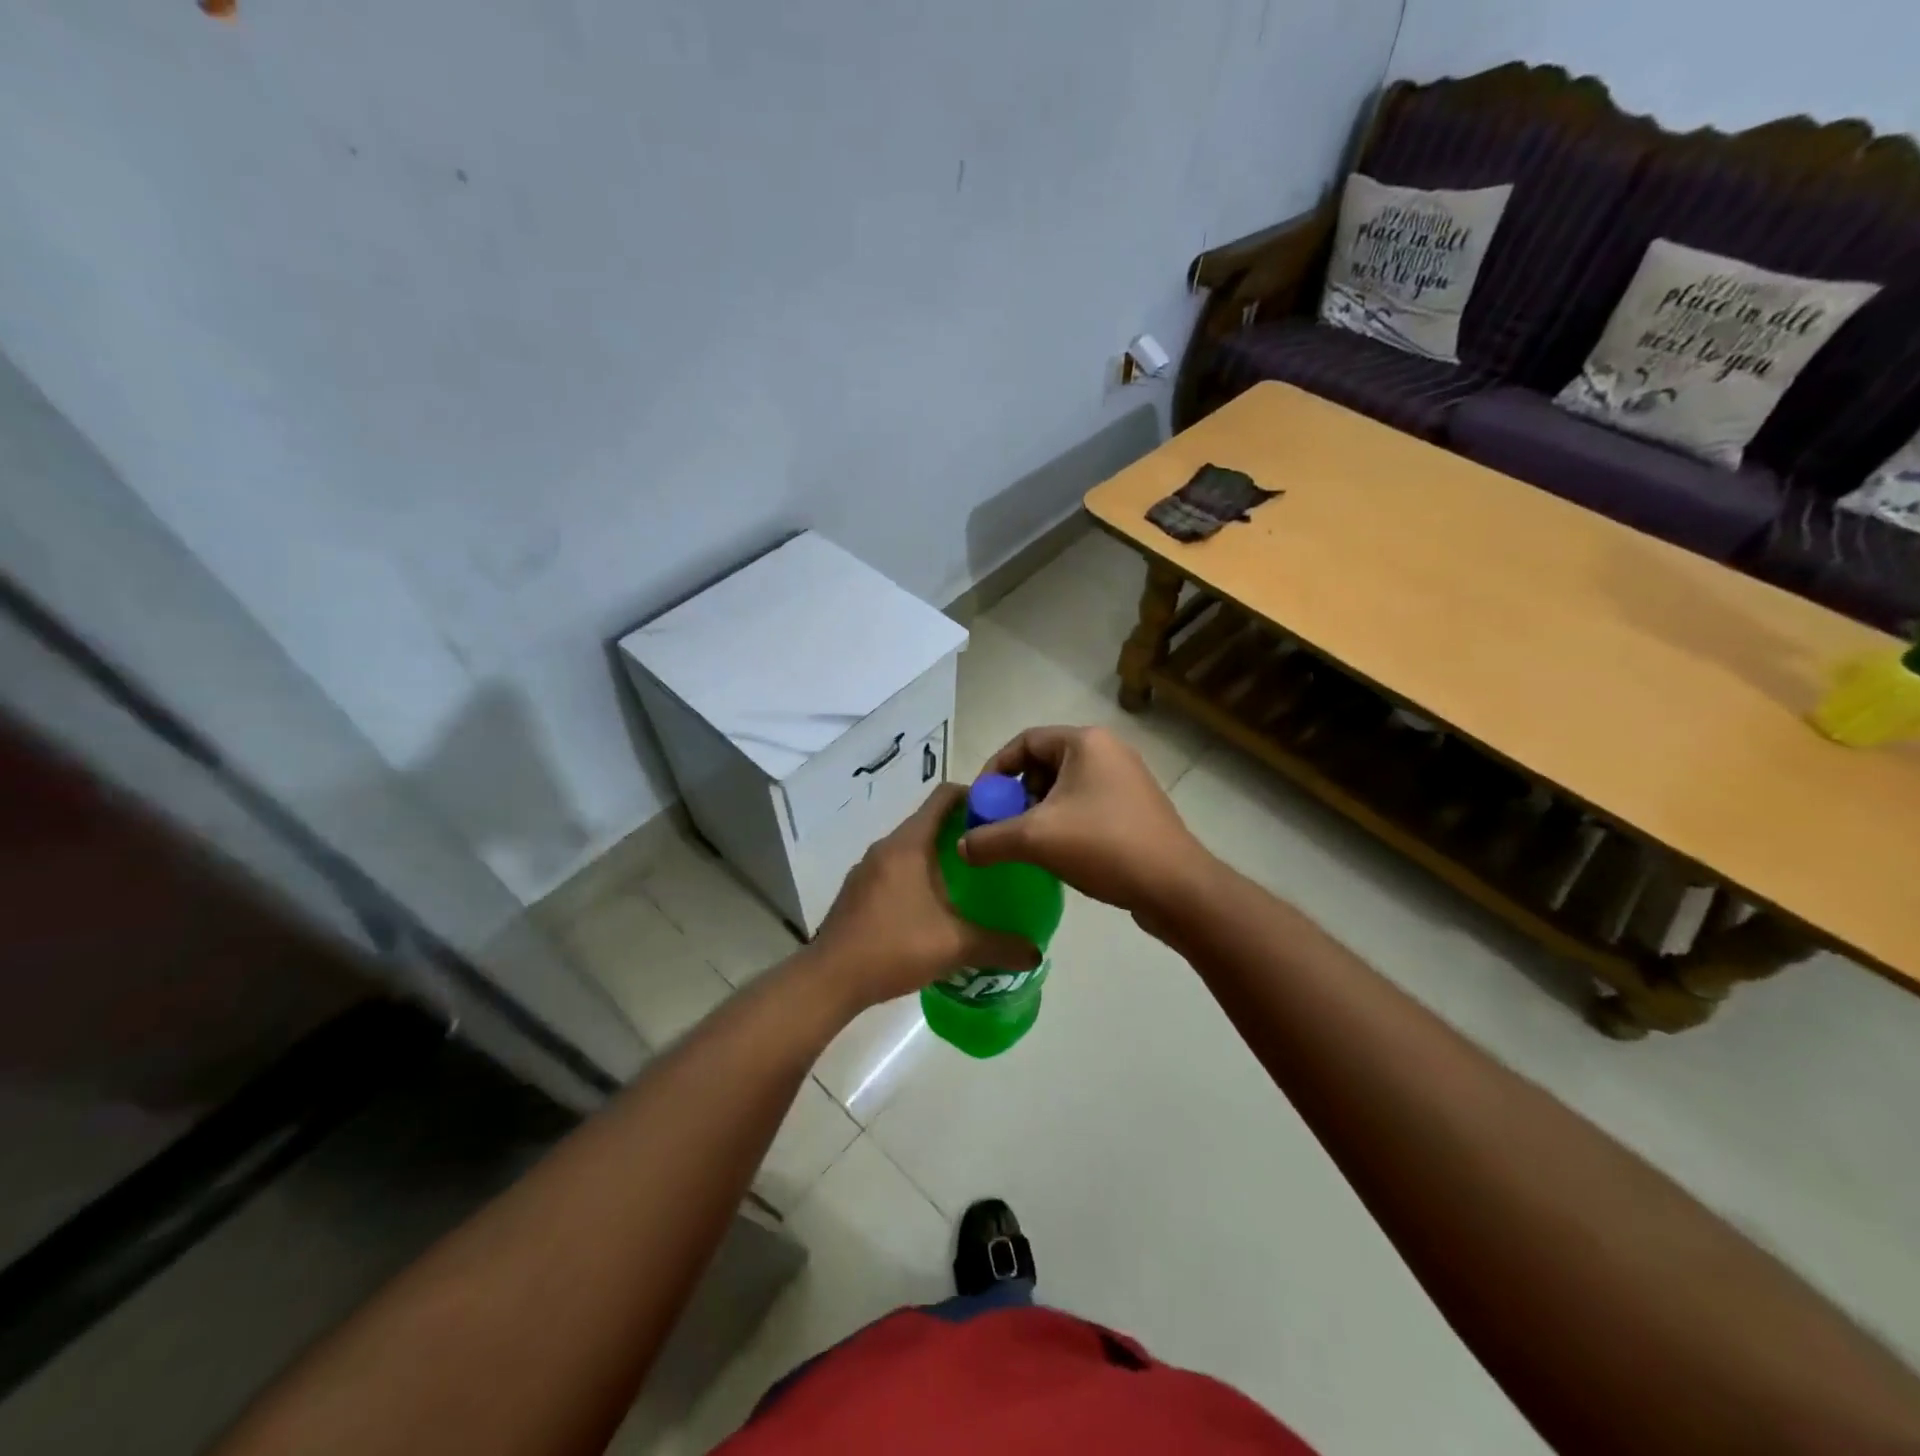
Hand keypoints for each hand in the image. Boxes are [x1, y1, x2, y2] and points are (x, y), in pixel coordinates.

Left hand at [806, 782, 1040, 1011]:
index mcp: (909, 844)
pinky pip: (895, 868)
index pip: (944, 797)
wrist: (830, 979)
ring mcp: (867, 868)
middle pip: (929, 821)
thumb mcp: (955, 946)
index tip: (1000, 816)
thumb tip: (1035, 952)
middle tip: (993, 852)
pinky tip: (933, 906)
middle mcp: (886, 847)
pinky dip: (917, 874)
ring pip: (911, 847)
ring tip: (969, 879)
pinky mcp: (858, 890)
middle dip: (962, 830)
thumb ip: (999, 946)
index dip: (975, 797)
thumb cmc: (894, 947)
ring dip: (938, 855)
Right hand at [960, 725, 1209, 920]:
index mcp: (1085, 742)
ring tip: (1028, 843)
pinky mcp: (1136, 808)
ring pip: (1065, 787)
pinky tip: (1058, 853)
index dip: (995, 769)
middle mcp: (1108, 751)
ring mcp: (1126, 780)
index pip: (1024, 741)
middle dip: (1017, 794)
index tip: (982, 802)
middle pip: (1044, 763)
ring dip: (1039, 811)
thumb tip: (961, 847)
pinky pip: (1086, 804)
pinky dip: (1064, 821)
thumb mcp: (1035, 839)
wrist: (1175, 886)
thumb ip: (990, 839)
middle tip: (1003, 825)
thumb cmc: (1103, 846)